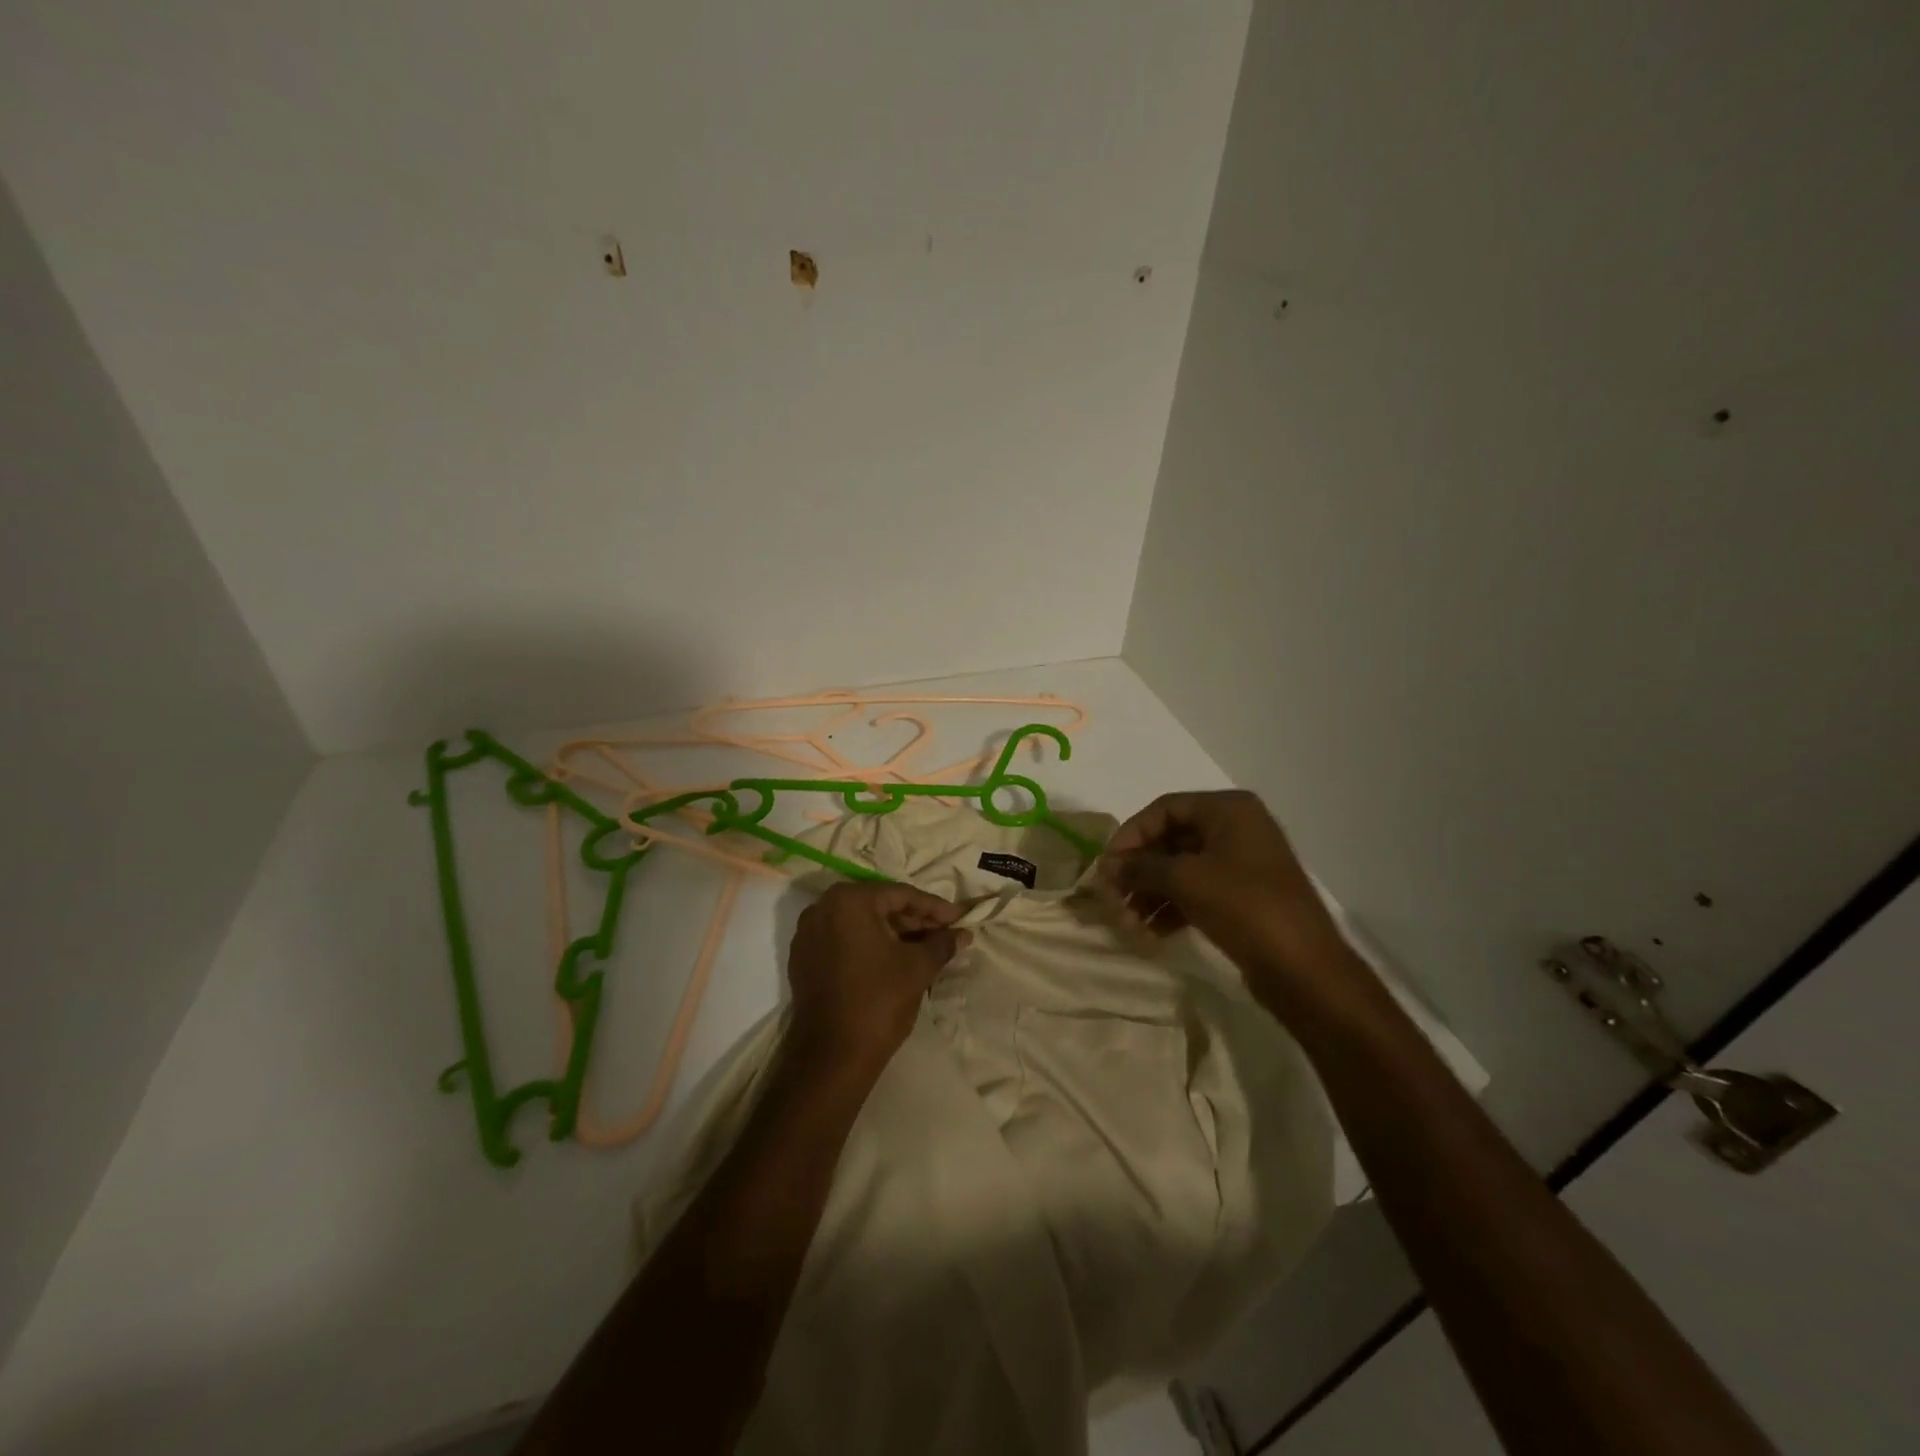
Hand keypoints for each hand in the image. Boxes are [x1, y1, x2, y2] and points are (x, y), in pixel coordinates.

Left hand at [786, 882, 969, 1074]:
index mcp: (848, 900)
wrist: (831, 1057)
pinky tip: (897, 959)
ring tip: (927, 947)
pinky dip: (870, 946)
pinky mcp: (804, 959)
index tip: (959, 919)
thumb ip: (942, 943)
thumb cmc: (878, 1001)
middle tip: (945, 933)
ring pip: (861, 924)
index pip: (900, 895)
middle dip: (914, 920)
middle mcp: (822, 908)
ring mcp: (808, 935)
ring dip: (894, 933)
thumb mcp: (918, 967)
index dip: (934, 908)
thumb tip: (962, 934)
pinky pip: (844, 941)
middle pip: (878, 906)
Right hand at [1100, 790, 1348, 997]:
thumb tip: (1107, 866)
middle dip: (1138, 870)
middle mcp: (1236, 829)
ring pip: (1181, 869)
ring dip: (1150, 893)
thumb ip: (1141, 867)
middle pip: (1170, 839)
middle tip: (1112, 898)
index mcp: (1228, 809)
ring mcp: (1241, 864)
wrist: (1305, 969)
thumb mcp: (1186, 880)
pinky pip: (1196, 892)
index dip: (1130, 835)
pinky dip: (1171, 908)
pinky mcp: (1242, 897)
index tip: (1107, 867)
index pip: (1164, 809)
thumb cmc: (1245, 907)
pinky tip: (1151, 932)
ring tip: (1128, 923)